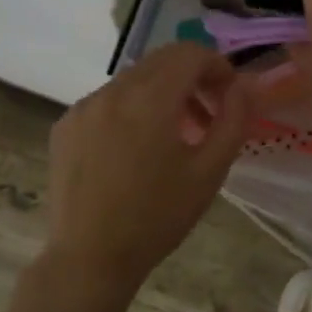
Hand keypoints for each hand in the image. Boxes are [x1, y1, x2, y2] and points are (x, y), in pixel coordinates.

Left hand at [43, 43, 253, 303]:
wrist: (90, 259)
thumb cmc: (157, 217)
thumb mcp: (210, 171)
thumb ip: (234, 120)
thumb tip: (245, 87)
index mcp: (149, 99)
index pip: (190, 53)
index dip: (218, 67)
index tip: (229, 97)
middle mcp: (112, 91)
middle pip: (162, 60)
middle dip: (193, 78)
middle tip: (209, 116)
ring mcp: (83, 106)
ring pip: (134, 79)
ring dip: (163, 94)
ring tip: (175, 137)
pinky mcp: (66, 125)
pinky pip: (108, 100)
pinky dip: (132, 109)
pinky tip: (136, 151)